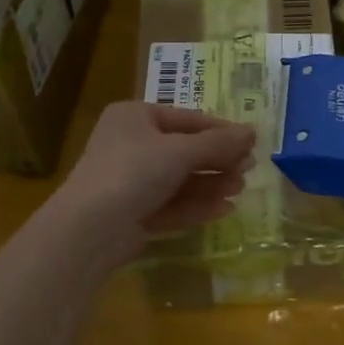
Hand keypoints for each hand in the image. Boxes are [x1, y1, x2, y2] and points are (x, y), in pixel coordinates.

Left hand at [46, 102, 255, 264]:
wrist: (91, 228)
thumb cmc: (134, 171)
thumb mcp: (181, 151)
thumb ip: (218, 143)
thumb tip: (252, 131)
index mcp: (134, 117)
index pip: (186, 118)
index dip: (220, 130)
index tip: (252, 142)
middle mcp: (130, 144)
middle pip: (183, 150)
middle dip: (217, 160)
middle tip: (249, 169)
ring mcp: (130, 181)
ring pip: (179, 179)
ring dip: (211, 183)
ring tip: (240, 189)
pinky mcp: (133, 214)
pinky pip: (171, 204)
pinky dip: (196, 205)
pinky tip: (224, 209)